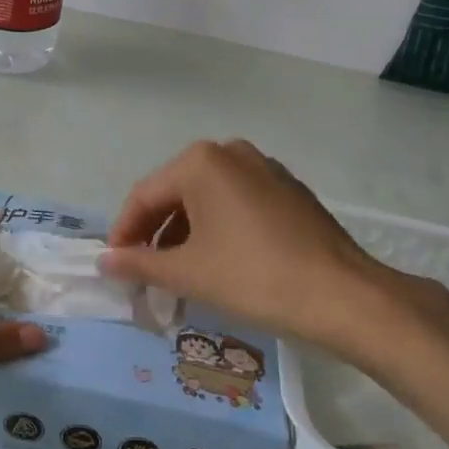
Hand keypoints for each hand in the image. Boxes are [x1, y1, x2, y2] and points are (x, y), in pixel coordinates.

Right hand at [98, 140, 448, 361]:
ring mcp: (264, 167)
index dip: (124, 233)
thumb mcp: (189, 272)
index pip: (144, 196)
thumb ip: (140, 263)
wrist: (344, 296)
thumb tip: (104, 261)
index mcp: (200, 161)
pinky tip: (220, 262)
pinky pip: (237, 203)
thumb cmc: (255, 277)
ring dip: (186, 234)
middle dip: (156, 234)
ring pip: (207, 199)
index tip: (115, 266)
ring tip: (180, 274)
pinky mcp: (288, 189)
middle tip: (145, 274)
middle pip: (175, 194)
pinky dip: (218, 228)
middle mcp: (230, 152)